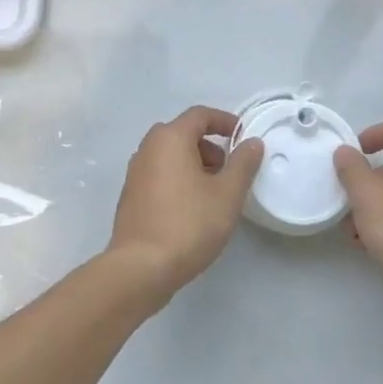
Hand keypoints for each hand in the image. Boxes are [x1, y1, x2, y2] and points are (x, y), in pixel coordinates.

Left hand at [108, 105, 264, 302]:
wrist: (140, 269)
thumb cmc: (189, 224)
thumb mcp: (227, 194)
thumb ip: (243, 164)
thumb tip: (252, 143)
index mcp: (170, 138)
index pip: (200, 115)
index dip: (225, 121)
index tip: (243, 138)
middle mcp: (148, 148)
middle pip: (183, 134)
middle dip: (210, 146)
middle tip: (228, 170)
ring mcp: (135, 173)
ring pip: (170, 156)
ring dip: (194, 164)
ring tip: (213, 193)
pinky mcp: (130, 197)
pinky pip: (159, 175)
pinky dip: (178, 179)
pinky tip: (191, 209)